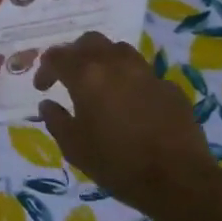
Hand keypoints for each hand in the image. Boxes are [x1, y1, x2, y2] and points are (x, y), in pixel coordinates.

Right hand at [34, 32, 216, 212]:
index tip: (42, 87)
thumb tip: (48, 104)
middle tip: (69, 76)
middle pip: (89, 41)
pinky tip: (132, 103)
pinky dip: (131, 81)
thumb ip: (56, 121)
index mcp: (87, 75)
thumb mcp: (75, 148)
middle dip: (75, 54)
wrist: (179, 179)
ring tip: (101, 82)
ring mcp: (146, 72)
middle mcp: (115, 64)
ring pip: (119, 50)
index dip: (45, 69)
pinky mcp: (169, 86)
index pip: (56, 56)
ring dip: (104, 60)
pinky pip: (144, 73)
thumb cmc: (118, 164)